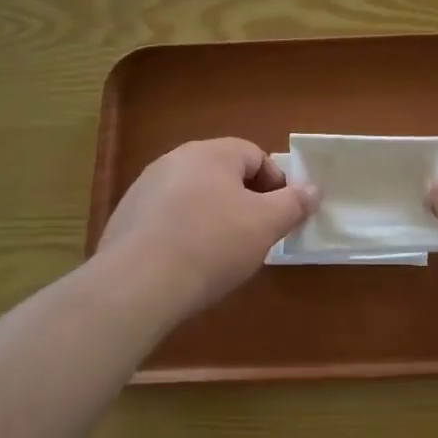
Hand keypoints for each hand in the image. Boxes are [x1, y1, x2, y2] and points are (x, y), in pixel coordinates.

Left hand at [96, 138, 316, 321]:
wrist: (137, 284)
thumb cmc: (212, 244)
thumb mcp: (266, 225)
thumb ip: (293, 204)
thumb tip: (312, 190)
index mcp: (211, 153)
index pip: (255, 156)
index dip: (276, 184)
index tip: (282, 216)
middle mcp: (175, 160)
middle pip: (223, 174)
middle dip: (245, 201)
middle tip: (256, 234)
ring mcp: (144, 188)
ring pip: (194, 196)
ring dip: (213, 216)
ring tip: (222, 253)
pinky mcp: (125, 219)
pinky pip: (167, 218)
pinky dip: (183, 233)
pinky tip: (187, 264)